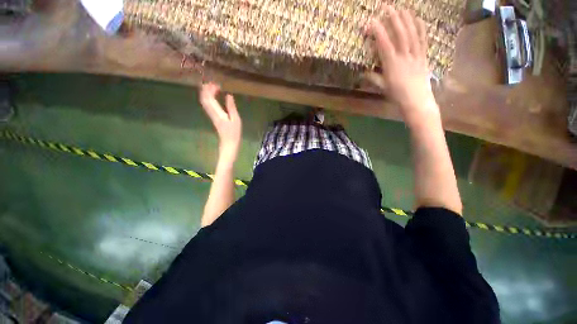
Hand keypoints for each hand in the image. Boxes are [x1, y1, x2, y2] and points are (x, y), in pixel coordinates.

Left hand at [199, 83, 241, 161]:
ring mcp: (211, 115)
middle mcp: (212, 113)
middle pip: (204, 98)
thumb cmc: (234, 132)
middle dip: (206, 89)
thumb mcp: (236, 119)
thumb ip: (231, 107)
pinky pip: (207, 105)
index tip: (218, 85)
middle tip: (214, 83)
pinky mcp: (213, 117)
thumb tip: (228, 95)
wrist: (229, 142)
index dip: (210, 89)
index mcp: (218, 113)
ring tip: (213, 87)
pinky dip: (208, 98)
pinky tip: (213, 96)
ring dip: (206, 93)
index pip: (209, 98)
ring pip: (204, 101)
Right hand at [366, 6, 438, 124]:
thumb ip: (373, 78)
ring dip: (406, 19)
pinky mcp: (424, 56)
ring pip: (412, 33)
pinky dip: (421, 27)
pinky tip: (418, 19)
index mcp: (392, 65)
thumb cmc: (397, 96)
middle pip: (400, 34)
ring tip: (401, 8)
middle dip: (393, 19)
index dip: (377, 32)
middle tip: (387, 8)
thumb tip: (363, 72)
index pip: (384, 44)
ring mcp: (416, 55)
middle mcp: (405, 56)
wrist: (417, 102)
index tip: (370, 22)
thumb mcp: (382, 88)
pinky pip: (423, 39)